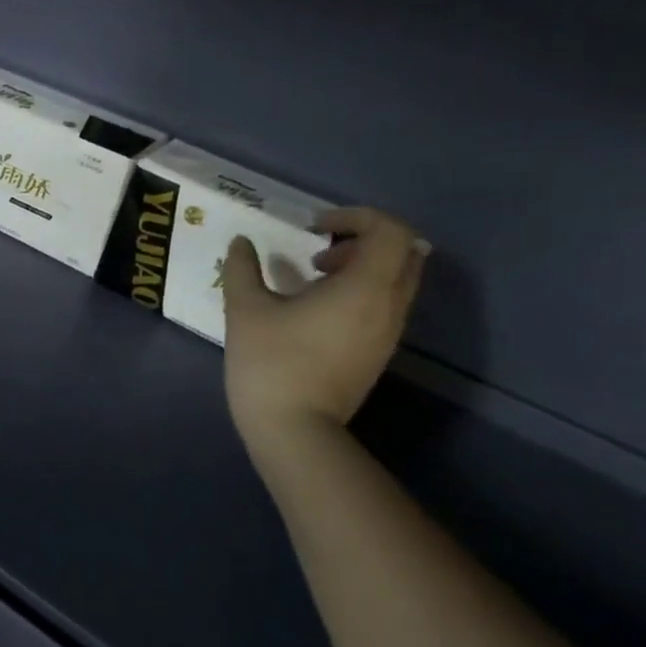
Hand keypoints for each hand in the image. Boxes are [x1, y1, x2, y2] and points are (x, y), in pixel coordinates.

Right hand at [222, 207, 426, 451]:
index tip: (315, 227)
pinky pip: (384, 305)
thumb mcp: (245, 310)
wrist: (294, 429)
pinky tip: (316, 311)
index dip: (356, 217)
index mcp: (365, 286)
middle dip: (365, 240)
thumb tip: (241, 242)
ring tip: (313, 281)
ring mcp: (388, 332)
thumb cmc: (271, 363)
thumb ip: (243, 269)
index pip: (390, 230)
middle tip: (320, 252)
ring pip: (396, 280)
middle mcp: (389, 305)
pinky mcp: (378, 353)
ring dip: (362, 268)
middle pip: (404, 252)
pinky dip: (360, 293)